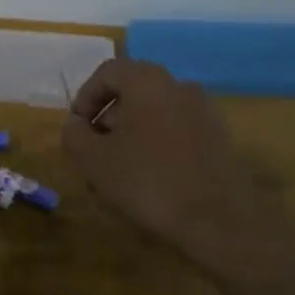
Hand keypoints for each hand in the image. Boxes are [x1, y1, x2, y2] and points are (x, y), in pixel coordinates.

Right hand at [61, 58, 263, 265]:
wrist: (219, 221)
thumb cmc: (149, 181)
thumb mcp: (95, 160)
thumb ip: (75, 135)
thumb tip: (75, 125)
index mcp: (148, 81)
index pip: (107, 72)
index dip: (85, 98)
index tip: (76, 129)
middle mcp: (179, 85)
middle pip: (132, 92)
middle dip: (108, 121)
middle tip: (94, 153)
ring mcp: (204, 111)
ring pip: (154, 114)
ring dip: (131, 136)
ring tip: (119, 173)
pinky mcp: (219, 138)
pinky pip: (177, 132)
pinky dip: (158, 146)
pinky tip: (151, 181)